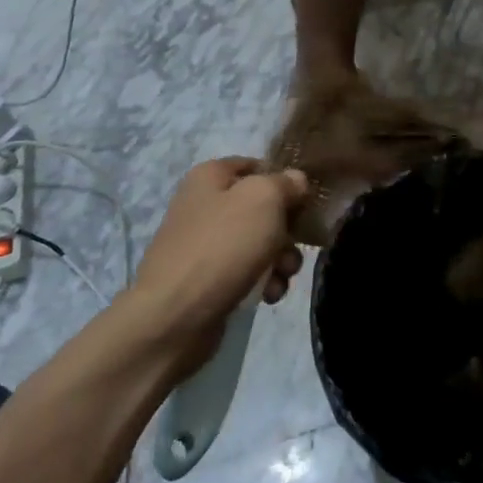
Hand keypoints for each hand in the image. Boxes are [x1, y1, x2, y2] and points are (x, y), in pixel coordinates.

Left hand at [128, 159, 306, 361]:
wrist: (175, 316)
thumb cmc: (223, 245)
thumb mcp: (264, 199)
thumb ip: (286, 183)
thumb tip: (296, 180)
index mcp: (210, 176)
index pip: (257, 165)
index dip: (284, 180)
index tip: (306, 201)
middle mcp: (204, 205)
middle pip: (262, 208)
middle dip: (287, 230)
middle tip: (297, 245)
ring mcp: (204, 244)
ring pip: (259, 243)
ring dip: (280, 259)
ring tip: (282, 277)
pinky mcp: (207, 279)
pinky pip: (247, 272)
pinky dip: (263, 282)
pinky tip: (268, 295)